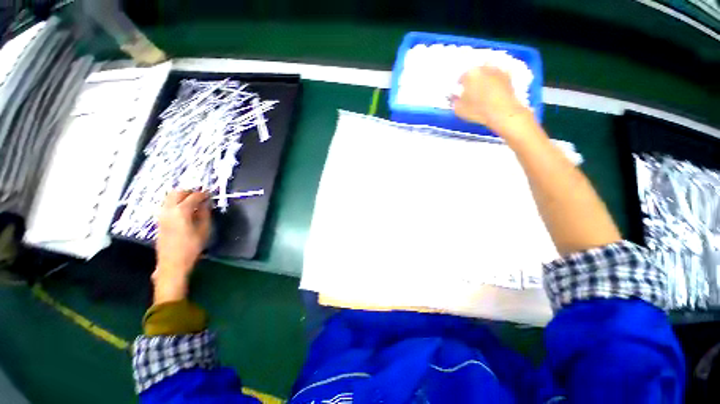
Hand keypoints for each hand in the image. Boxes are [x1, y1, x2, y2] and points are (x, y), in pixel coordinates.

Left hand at [153, 190, 210, 303]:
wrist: (172, 264)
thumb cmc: (192, 247)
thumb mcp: (204, 230)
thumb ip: (205, 213)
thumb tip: (206, 203)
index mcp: (181, 211)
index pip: (193, 196)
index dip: (203, 193)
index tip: (211, 194)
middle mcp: (168, 210)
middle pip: (177, 192)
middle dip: (190, 191)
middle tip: (201, 195)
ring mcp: (162, 215)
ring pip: (170, 198)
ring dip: (182, 197)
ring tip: (194, 202)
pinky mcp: (159, 221)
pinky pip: (168, 205)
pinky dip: (177, 203)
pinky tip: (186, 210)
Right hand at [453, 66, 533, 136]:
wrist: (503, 113)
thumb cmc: (478, 110)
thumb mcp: (459, 109)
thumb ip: (454, 101)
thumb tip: (454, 97)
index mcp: (470, 73)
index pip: (461, 78)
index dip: (459, 87)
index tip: (459, 94)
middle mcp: (484, 67)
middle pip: (475, 73)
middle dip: (472, 81)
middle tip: (470, 93)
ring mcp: (497, 70)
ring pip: (487, 73)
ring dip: (483, 80)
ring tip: (482, 92)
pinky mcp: (508, 76)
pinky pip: (497, 77)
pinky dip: (494, 82)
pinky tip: (493, 92)